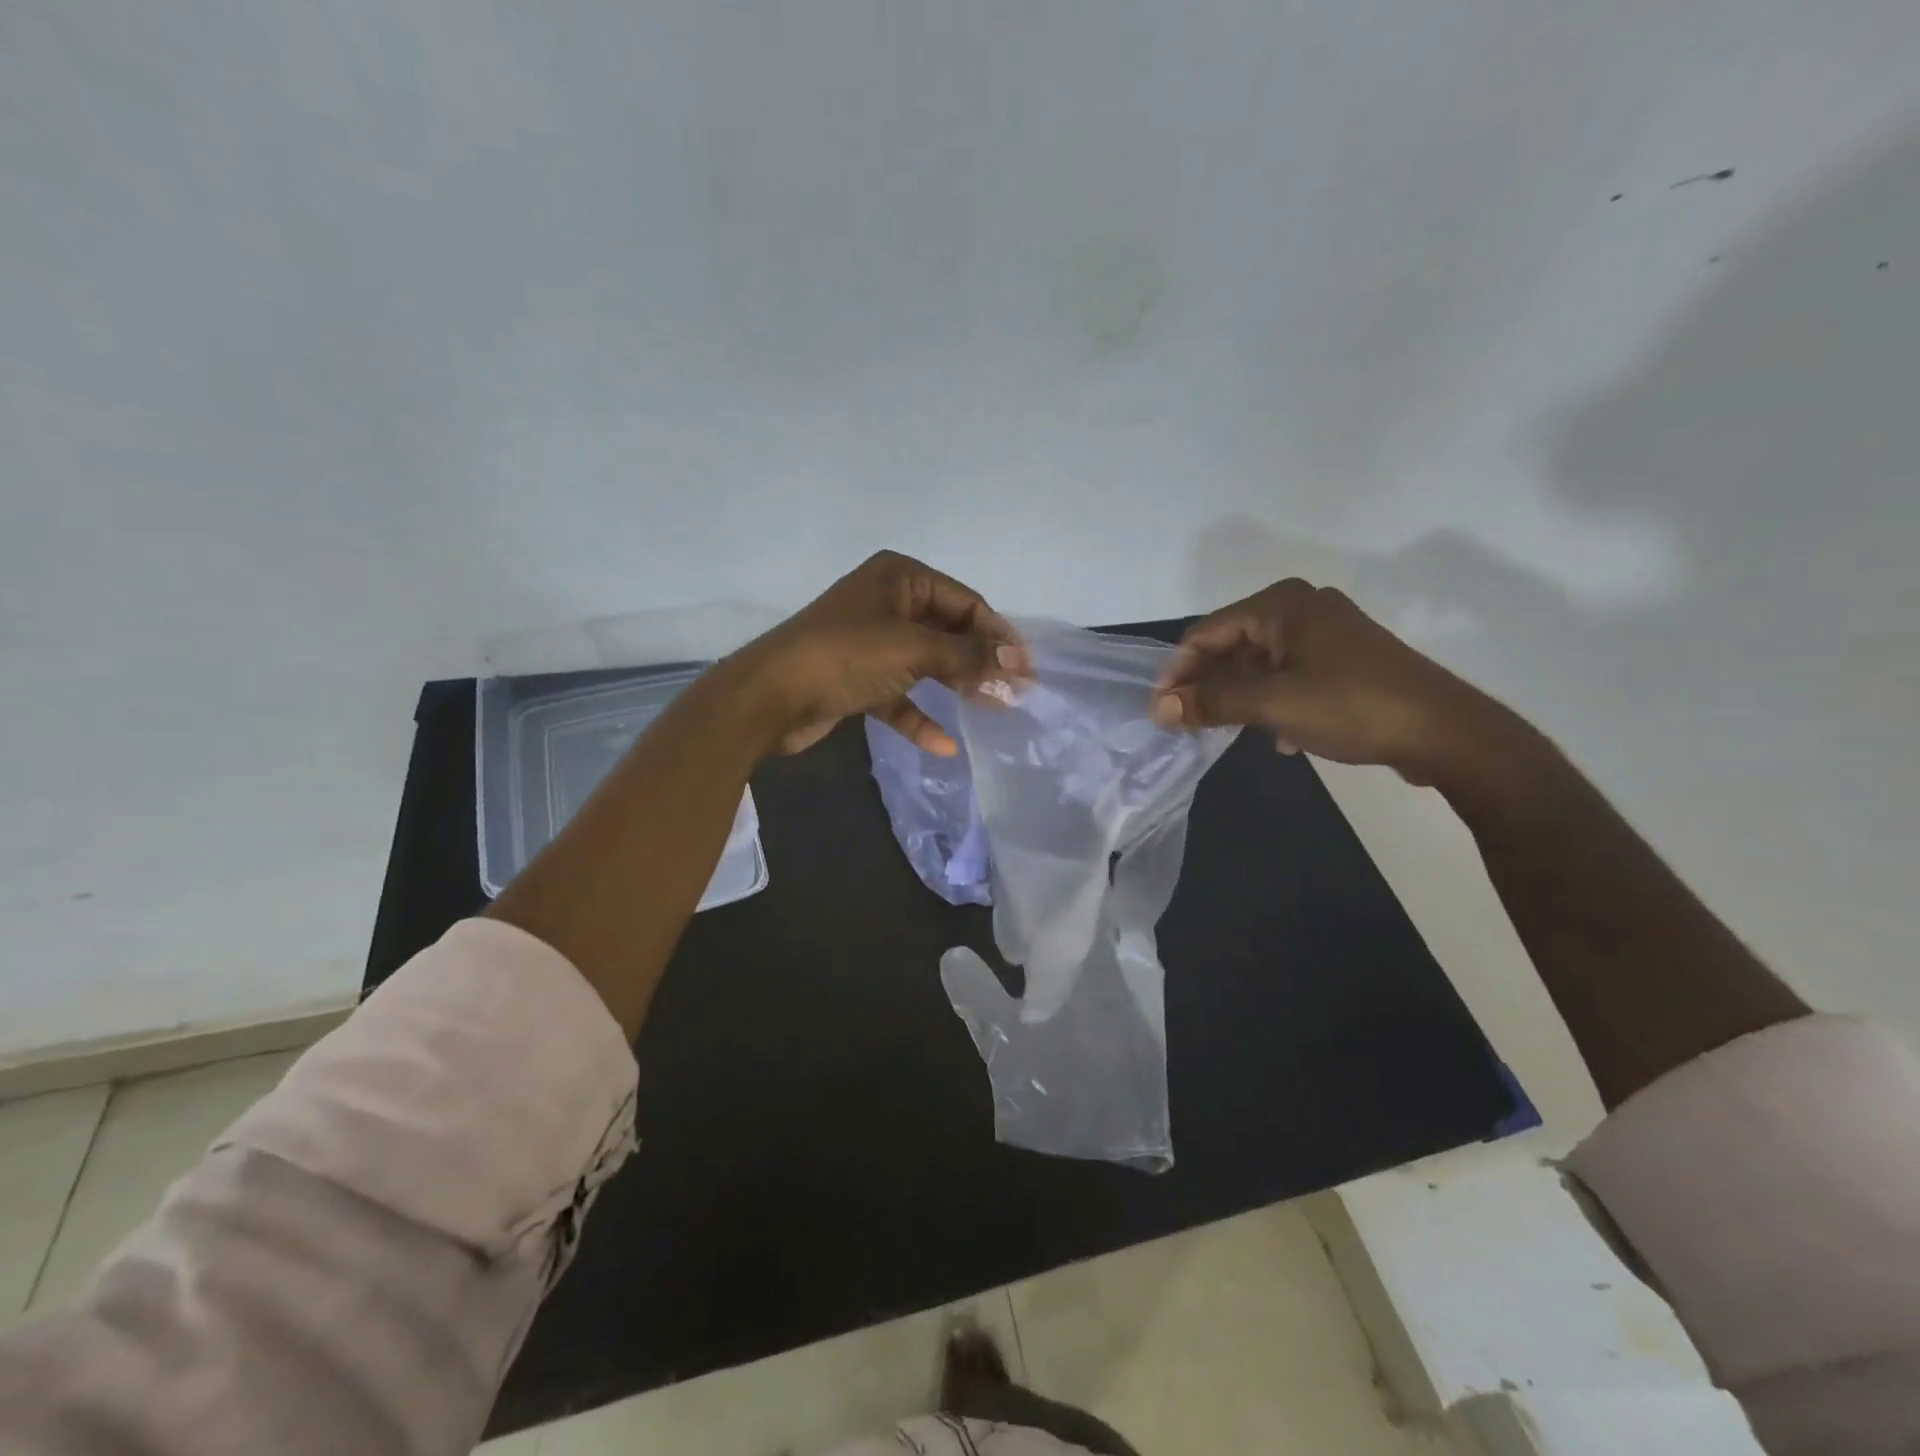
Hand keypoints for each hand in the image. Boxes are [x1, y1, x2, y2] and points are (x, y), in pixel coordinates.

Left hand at [726, 551, 1030, 757]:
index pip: (965, 601)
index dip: (998, 635)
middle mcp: (887, 603)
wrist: (770, 697)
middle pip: (948, 631)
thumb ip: (968, 655)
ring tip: (992, 710)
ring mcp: (871, 642)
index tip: (1026, 669)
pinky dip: (919, 717)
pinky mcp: (858, 679)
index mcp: (900, 577)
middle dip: (980, 661)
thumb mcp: (913, 649)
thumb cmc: (845, 656)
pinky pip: (899, 695)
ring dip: (956, 686)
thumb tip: (1017, 662)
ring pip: (926, 663)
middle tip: (1014, 692)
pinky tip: (942, 745)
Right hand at [1149, 579, 1499, 782]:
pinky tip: (1279, 736)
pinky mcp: (1344, 661)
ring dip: (1240, 698)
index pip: (1206, 633)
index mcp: (1281, 604)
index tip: (1162, 713)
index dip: (1178, 672)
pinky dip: (1273, 702)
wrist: (1444, 732)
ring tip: (1227, 732)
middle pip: (1231, 646)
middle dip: (1208, 686)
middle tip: (1188, 726)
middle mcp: (1301, 608)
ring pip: (1260, 665)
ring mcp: (1326, 634)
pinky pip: (1289, 676)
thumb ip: (1211, 701)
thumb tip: (1159, 708)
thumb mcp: (1272, 704)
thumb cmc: (1351, 705)